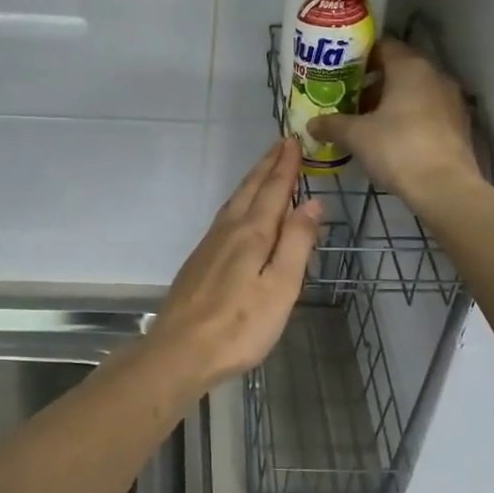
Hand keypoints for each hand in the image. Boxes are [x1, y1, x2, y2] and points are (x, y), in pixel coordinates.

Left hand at [144, 139, 321, 393]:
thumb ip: (296, 243)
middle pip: (250, 190)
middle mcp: (229, 231)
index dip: (286, 166)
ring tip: (264, 169)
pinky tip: (240, 211)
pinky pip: (225, 216)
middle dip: (268, 166)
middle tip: (281, 144)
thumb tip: (312, 202)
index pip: (274, 190)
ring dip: (252, 181)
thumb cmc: (239, 325)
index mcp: (252, 234)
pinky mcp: (199, 261)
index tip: (295, 142)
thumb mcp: (280, 287)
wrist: (180, 351)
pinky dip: (239, 202)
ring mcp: (210, 245)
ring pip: (234, 201)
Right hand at [307, 38, 480, 205]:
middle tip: (347, 98)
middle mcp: (435, 76)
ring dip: (390, 101)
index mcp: (410, 67)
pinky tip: (390, 138)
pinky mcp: (459, 125)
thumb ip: (332, 125)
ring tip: (365, 120)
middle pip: (399, 69)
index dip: (359, 56)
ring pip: (414, 92)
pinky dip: (408, 117)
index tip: (339, 71)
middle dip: (372, 82)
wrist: (444, 188)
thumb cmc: (397, 149)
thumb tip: (312, 124)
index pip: (383, 46)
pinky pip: (427, 111)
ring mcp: (451, 100)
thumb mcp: (356, 136)